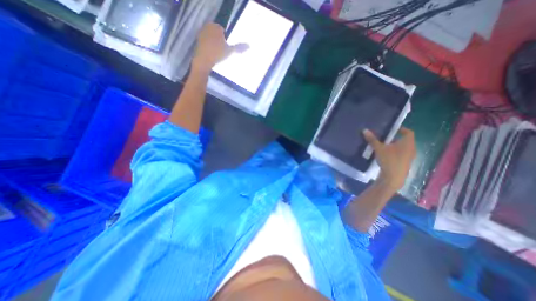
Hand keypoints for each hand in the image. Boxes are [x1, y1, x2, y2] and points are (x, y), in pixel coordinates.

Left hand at [192, 22, 248, 72]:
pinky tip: (211, 54)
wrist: (204, 60)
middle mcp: (207, 26)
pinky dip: (208, 47)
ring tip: (216, 54)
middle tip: (222, 51)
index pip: (223, 31)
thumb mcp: (230, 51)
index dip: (225, 39)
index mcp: (216, 26)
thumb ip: (239, 48)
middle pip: (216, 33)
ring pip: (211, 38)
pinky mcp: (197, 41)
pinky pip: (206, 42)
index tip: (225, 47)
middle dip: (219, 40)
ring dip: (214, 44)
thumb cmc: (218, 54)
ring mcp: (201, 33)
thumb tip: (249, 46)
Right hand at [362, 129, 415, 191]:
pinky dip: (395, 153)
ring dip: (395, 146)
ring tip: (383, 146)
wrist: (393, 178)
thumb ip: (372, 139)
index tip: (393, 129)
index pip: (408, 132)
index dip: (402, 129)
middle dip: (395, 138)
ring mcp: (409, 157)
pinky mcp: (405, 164)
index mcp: (407, 143)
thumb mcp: (378, 148)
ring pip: (403, 148)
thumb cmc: (389, 160)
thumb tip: (365, 130)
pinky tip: (385, 156)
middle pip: (405, 140)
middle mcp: (411, 149)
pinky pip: (401, 155)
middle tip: (385, 137)